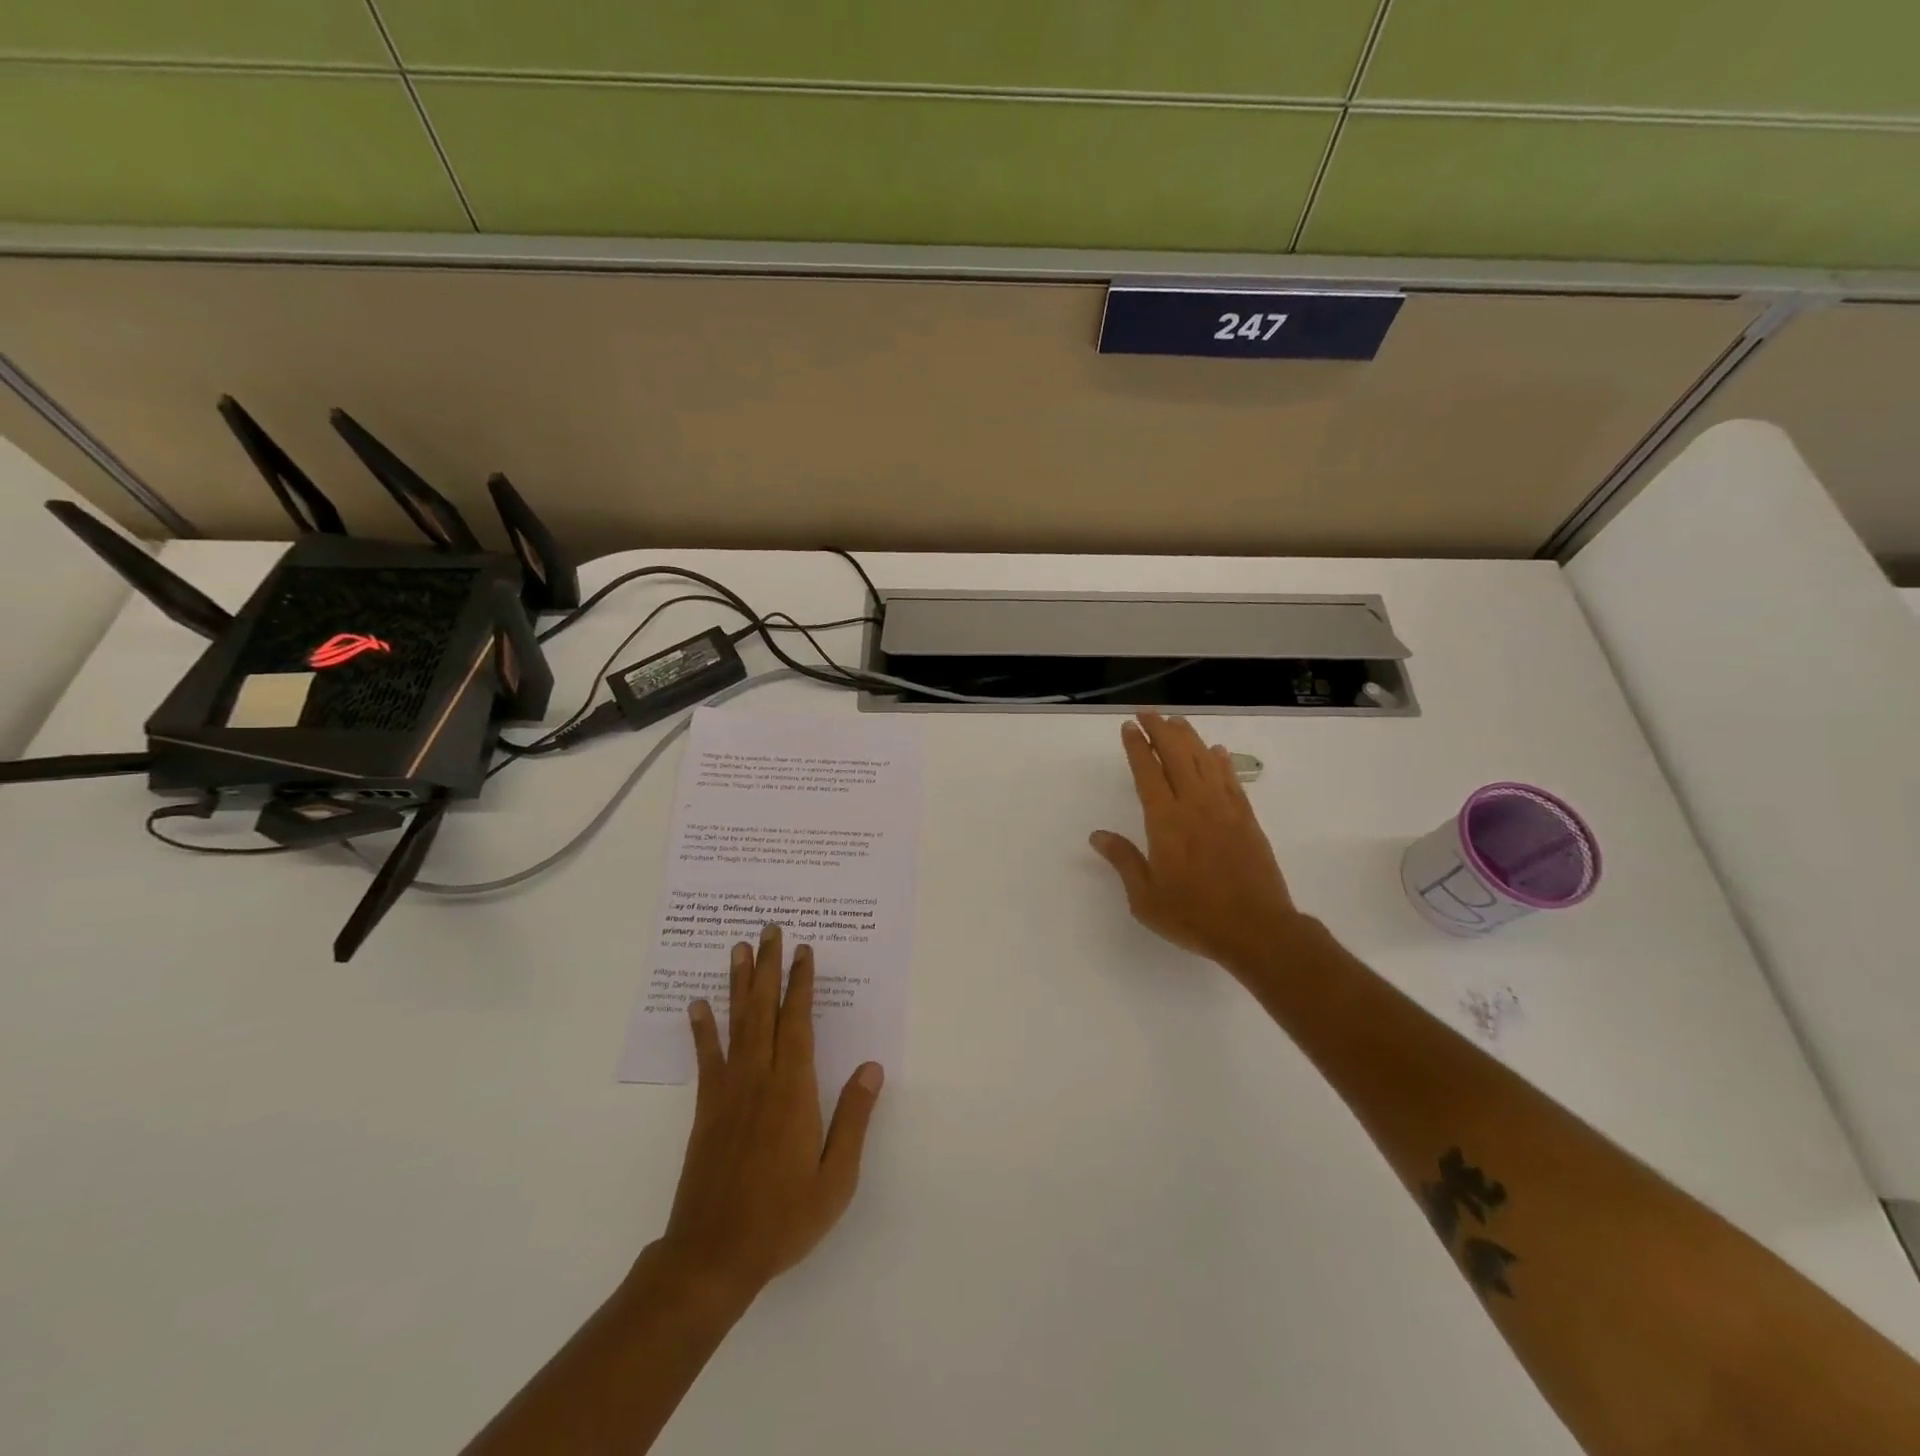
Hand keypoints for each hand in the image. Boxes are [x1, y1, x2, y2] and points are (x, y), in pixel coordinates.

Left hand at [657, 925, 883, 1304]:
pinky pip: (706, 1058)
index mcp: (793, 1091)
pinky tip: (698, 1005)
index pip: (798, 1023)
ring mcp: (728, 1092)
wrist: (713, 1256)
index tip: (804, 951)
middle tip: (769, 930)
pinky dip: (702, 1029)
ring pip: (736, 1024)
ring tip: (738, 949)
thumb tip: (873, 1067)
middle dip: (769, 967)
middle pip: (765, 1010)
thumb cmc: (783, 1218)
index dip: (801, 984)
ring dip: (738, 984)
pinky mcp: (706, 1109)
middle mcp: (759, 1079)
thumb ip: (854, 1118)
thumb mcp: (836, 1177)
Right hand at [1090, 711, 1306, 978]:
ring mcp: (1225, 809)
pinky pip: (1232, 780)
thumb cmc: (1194, 916)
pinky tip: (1216, 751)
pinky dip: (1221, 761)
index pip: (1148, 772)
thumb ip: (1124, 861)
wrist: (1256, 930)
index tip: (1128, 727)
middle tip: (1147, 713)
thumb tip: (1098, 836)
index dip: (1137, 746)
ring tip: (1176, 721)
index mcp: (1166, 822)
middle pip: (1176, 755)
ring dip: (1189, 737)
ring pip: (1205, 761)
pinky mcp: (1247, 819)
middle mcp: (1195, 805)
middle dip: (1160, 730)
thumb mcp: (1146, 898)